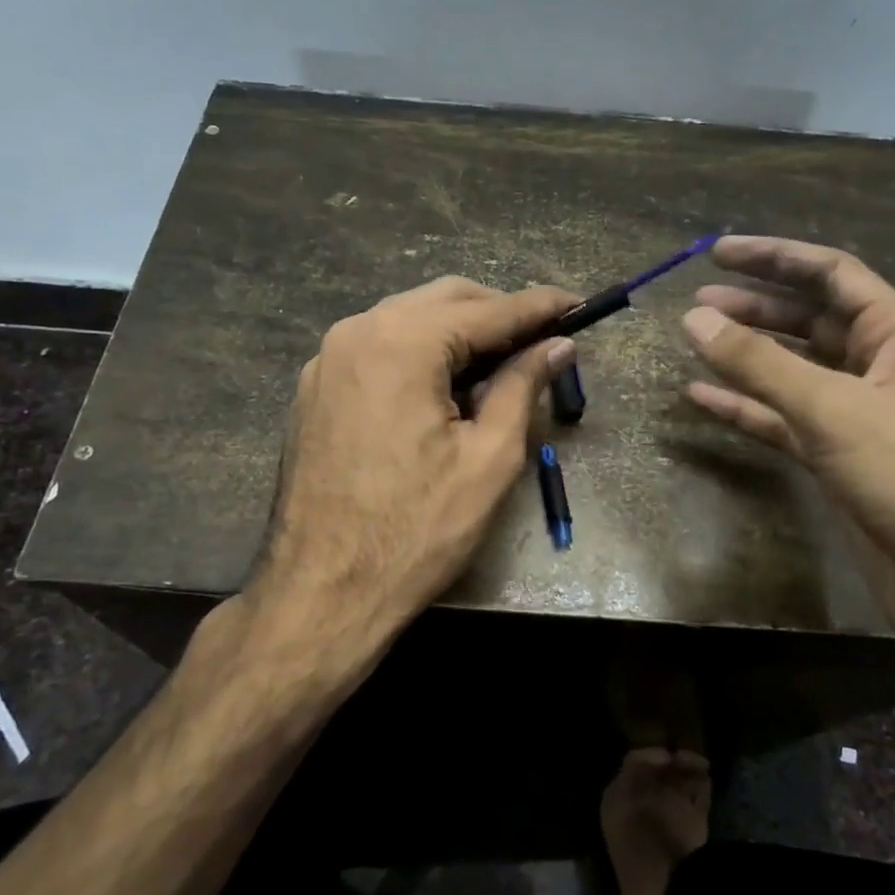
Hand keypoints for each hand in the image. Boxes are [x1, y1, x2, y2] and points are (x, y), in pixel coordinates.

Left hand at [250, 276, 578, 659]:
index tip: (578, 305)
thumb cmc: (417, 531)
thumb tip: (558, 345)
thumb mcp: (489, 459)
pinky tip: (445, 387)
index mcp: (402, 342)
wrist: (321, 594)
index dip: (539, 306)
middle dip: (498, 314)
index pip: (488, 309)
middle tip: (543, 340)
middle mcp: (357, 332)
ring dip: (459, 332)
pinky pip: (379, 347)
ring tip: (501, 365)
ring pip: (409, 320)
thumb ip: (523, 386)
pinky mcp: (315, 388)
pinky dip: (421, 352)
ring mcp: (327, 359)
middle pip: (444, 300)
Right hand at [680, 236, 894, 661]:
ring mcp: (857, 414)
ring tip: (694, 340)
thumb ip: (760, 363)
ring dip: (746, 356)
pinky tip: (702, 398)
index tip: (718, 252)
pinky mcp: (838, 458)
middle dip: (754, 306)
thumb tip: (695, 318)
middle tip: (697, 303)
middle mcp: (877, 365)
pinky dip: (745, 408)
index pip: (831, 274)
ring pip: (792, 370)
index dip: (774, 257)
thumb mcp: (834, 409)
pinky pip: (782, 419)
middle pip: (808, 319)